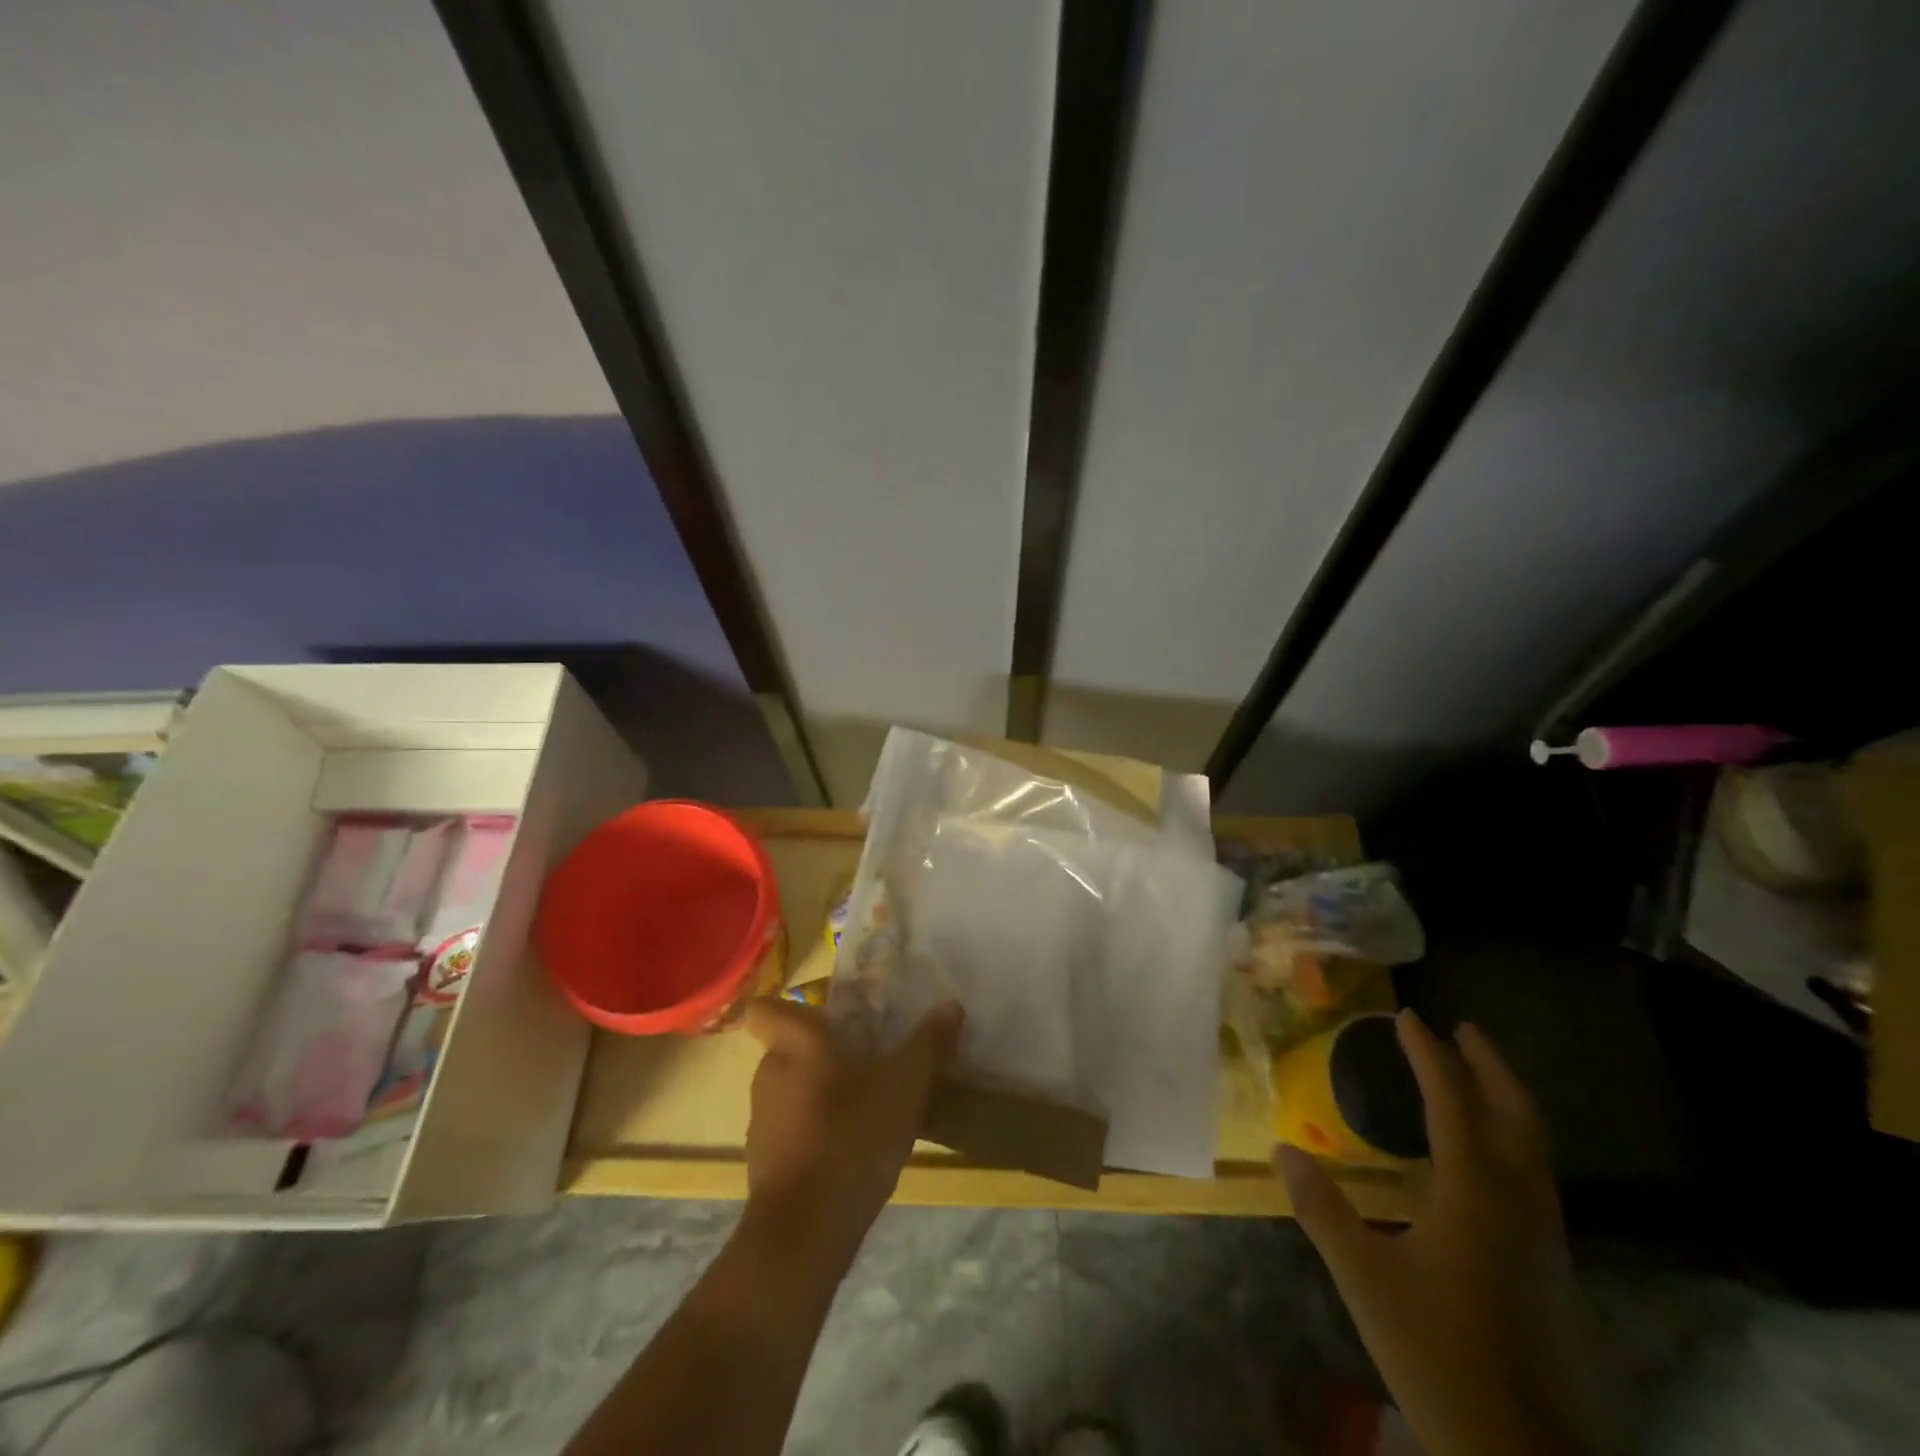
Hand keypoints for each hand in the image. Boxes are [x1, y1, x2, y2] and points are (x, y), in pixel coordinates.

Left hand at [741, 997, 962, 1265]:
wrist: (804, 1232)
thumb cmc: (852, 1137)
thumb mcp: (905, 1085)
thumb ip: (927, 1044)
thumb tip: (951, 1005)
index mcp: (797, 1042)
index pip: (764, 1009)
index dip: (788, 1009)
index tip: (825, 1019)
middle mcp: (770, 1072)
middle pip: (790, 1048)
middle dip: (824, 1054)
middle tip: (867, 1062)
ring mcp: (761, 1119)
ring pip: (792, 1089)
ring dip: (822, 1094)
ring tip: (866, 1109)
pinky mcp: (763, 1160)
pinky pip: (791, 1128)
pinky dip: (814, 1131)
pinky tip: (850, 1150)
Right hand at [1278, 1010, 1592, 1455]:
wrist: (1517, 1449)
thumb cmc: (1435, 1352)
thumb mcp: (1364, 1278)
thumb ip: (1322, 1209)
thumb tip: (1282, 1148)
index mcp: (1475, 1195)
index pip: (1453, 1103)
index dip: (1429, 1055)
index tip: (1407, 1017)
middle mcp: (1517, 1203)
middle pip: (1516, 1115)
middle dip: (1489, 1065)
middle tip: (1460, 1028)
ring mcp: (1541, 1234)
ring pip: (1534, 1144)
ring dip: (1505, 1097)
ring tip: (1474, 1072)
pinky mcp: (1546, 1262)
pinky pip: (1533, 1171)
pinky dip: (1510, 1135)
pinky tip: (1484, 1149)